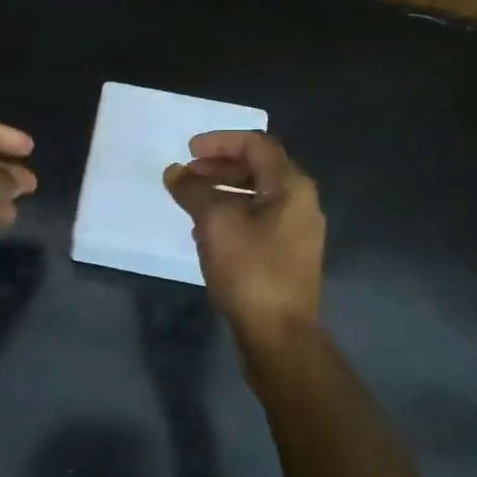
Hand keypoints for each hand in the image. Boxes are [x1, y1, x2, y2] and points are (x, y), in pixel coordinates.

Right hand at [164, 131, 323, 336]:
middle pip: (259, 168)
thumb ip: (193, 191)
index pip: (257, 144)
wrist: (279, 334)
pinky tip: (206, 230)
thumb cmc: (249, 269)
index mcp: (291, 186)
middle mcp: (301, 203)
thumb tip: (175, 172)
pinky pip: (258, 220)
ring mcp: (297, 232)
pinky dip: (232, 214)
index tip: (189, 150)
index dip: (220, 142)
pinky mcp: (288, 256)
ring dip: (223, 191)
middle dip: (220, 166)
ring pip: (257, 196)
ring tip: (191, 200)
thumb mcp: (214, 222)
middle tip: (187, 174)